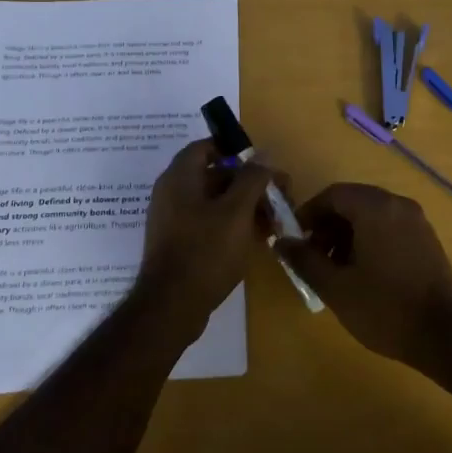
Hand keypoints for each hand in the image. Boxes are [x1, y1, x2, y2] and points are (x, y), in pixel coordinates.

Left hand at [136, 139, 281, 334]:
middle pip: (215, 174)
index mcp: (180, 176)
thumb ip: (252, 178)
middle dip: (249, 182)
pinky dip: (232, 224)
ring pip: (215, 201)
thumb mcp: (237, 211)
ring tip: (274, 221)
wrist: (172, 307)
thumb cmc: (206, 251)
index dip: (236, 150)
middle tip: (279, 196)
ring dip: (245, 205)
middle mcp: (172, 192)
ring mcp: (173, 219)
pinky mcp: (179, 243)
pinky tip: (257, 238)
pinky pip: (208, 222)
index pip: (207, 146)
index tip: (263, 165)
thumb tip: (263, 154)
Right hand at [278, 183, 451, 369]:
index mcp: (376, 208)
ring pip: (373, 215)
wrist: (444, 336)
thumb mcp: (335, 287)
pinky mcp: (428, 239)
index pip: (334, 194)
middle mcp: (399, 205)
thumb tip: (281, 241)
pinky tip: (364, 273)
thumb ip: (304, 260)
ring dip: (348, 234)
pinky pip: (391, 227)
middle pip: (354, 202)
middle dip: (329, 225)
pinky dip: (371, 239)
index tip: (296, 239)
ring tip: (336, 269)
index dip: (309, 213)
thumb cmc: (384, 309)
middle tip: (314, 257)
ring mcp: (418, 221)